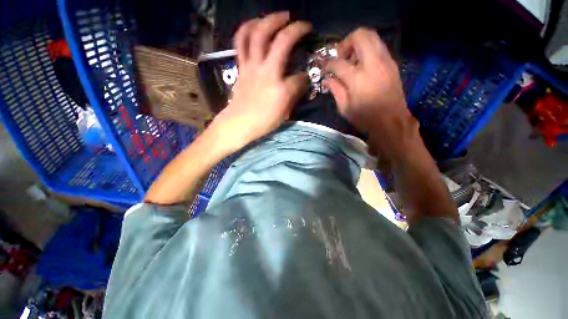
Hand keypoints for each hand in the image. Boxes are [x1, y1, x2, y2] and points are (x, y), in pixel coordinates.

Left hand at [209, 12, 310, 152]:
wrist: (238, 124)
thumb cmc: (262, 122)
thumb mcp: (283, 114)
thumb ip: (293, 96)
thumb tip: (301, 82)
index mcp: (281, 90)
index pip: (300, 78)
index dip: (306, 77)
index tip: (306, 78)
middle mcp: (268, 73)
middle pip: (282, 42)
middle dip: (295, 30)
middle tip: (303, 24)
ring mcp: (252, 67)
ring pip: (258, 35)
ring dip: (270, 20)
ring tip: (280, 16)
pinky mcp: (241, 67)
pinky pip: (241, 42)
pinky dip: (246, 28)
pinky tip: (254, 24)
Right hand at [324, 28, 418, 159]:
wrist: (391, 121)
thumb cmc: (365, 118)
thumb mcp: (344, 108)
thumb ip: (335, 90)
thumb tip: (328, 79)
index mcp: (357, 77)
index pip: (337, 62)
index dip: (327, 65)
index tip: (324, 70)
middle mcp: (372, 62)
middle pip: (359, 35)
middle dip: (345, 43)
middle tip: (340, 57)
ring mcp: (384, 60)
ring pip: (372, 36)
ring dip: (357, 44)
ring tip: (351, 60)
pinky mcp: (391, 63)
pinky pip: (378, 46)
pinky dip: (367, 49)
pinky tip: (362, 64)